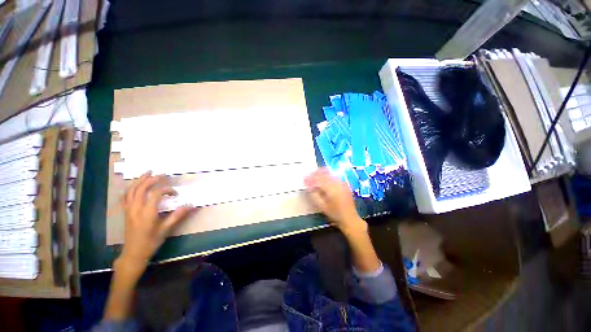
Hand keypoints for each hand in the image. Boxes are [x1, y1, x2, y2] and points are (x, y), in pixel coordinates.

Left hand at [119, 171, 193, 268]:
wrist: (133, 253)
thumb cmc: (151, 242)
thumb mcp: (166, 229)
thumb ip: (177, 215)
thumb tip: (191, 205)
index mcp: (147, 213)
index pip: (156, 193)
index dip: (167, 190)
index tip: (175, 194)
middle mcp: (136, 209)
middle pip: (141, 188)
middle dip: (152, 179)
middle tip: (161, 174)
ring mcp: (129, 210)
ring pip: (131, 190)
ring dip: (139, 180)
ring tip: (147, 172)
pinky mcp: (125, 212)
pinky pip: (125, 196)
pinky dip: (130, 188)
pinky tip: (135, 185)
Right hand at [304, 168, 366, 236]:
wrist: (349, 218)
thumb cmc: (334, 214)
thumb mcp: (322, 207)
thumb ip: (314, 196)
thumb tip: (308, 187)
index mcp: (331, 189)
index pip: (318, 180)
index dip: (310, 178)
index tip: (304, 179)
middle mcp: (337, 183)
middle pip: (324, 174)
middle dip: (315, 173)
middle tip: (309, 175)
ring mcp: (342, 183)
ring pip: (330, 173)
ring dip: (321, 173)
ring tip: (315, 174)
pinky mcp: (345, 184)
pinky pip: (335, 176)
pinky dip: (328, 175)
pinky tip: (325, 178)